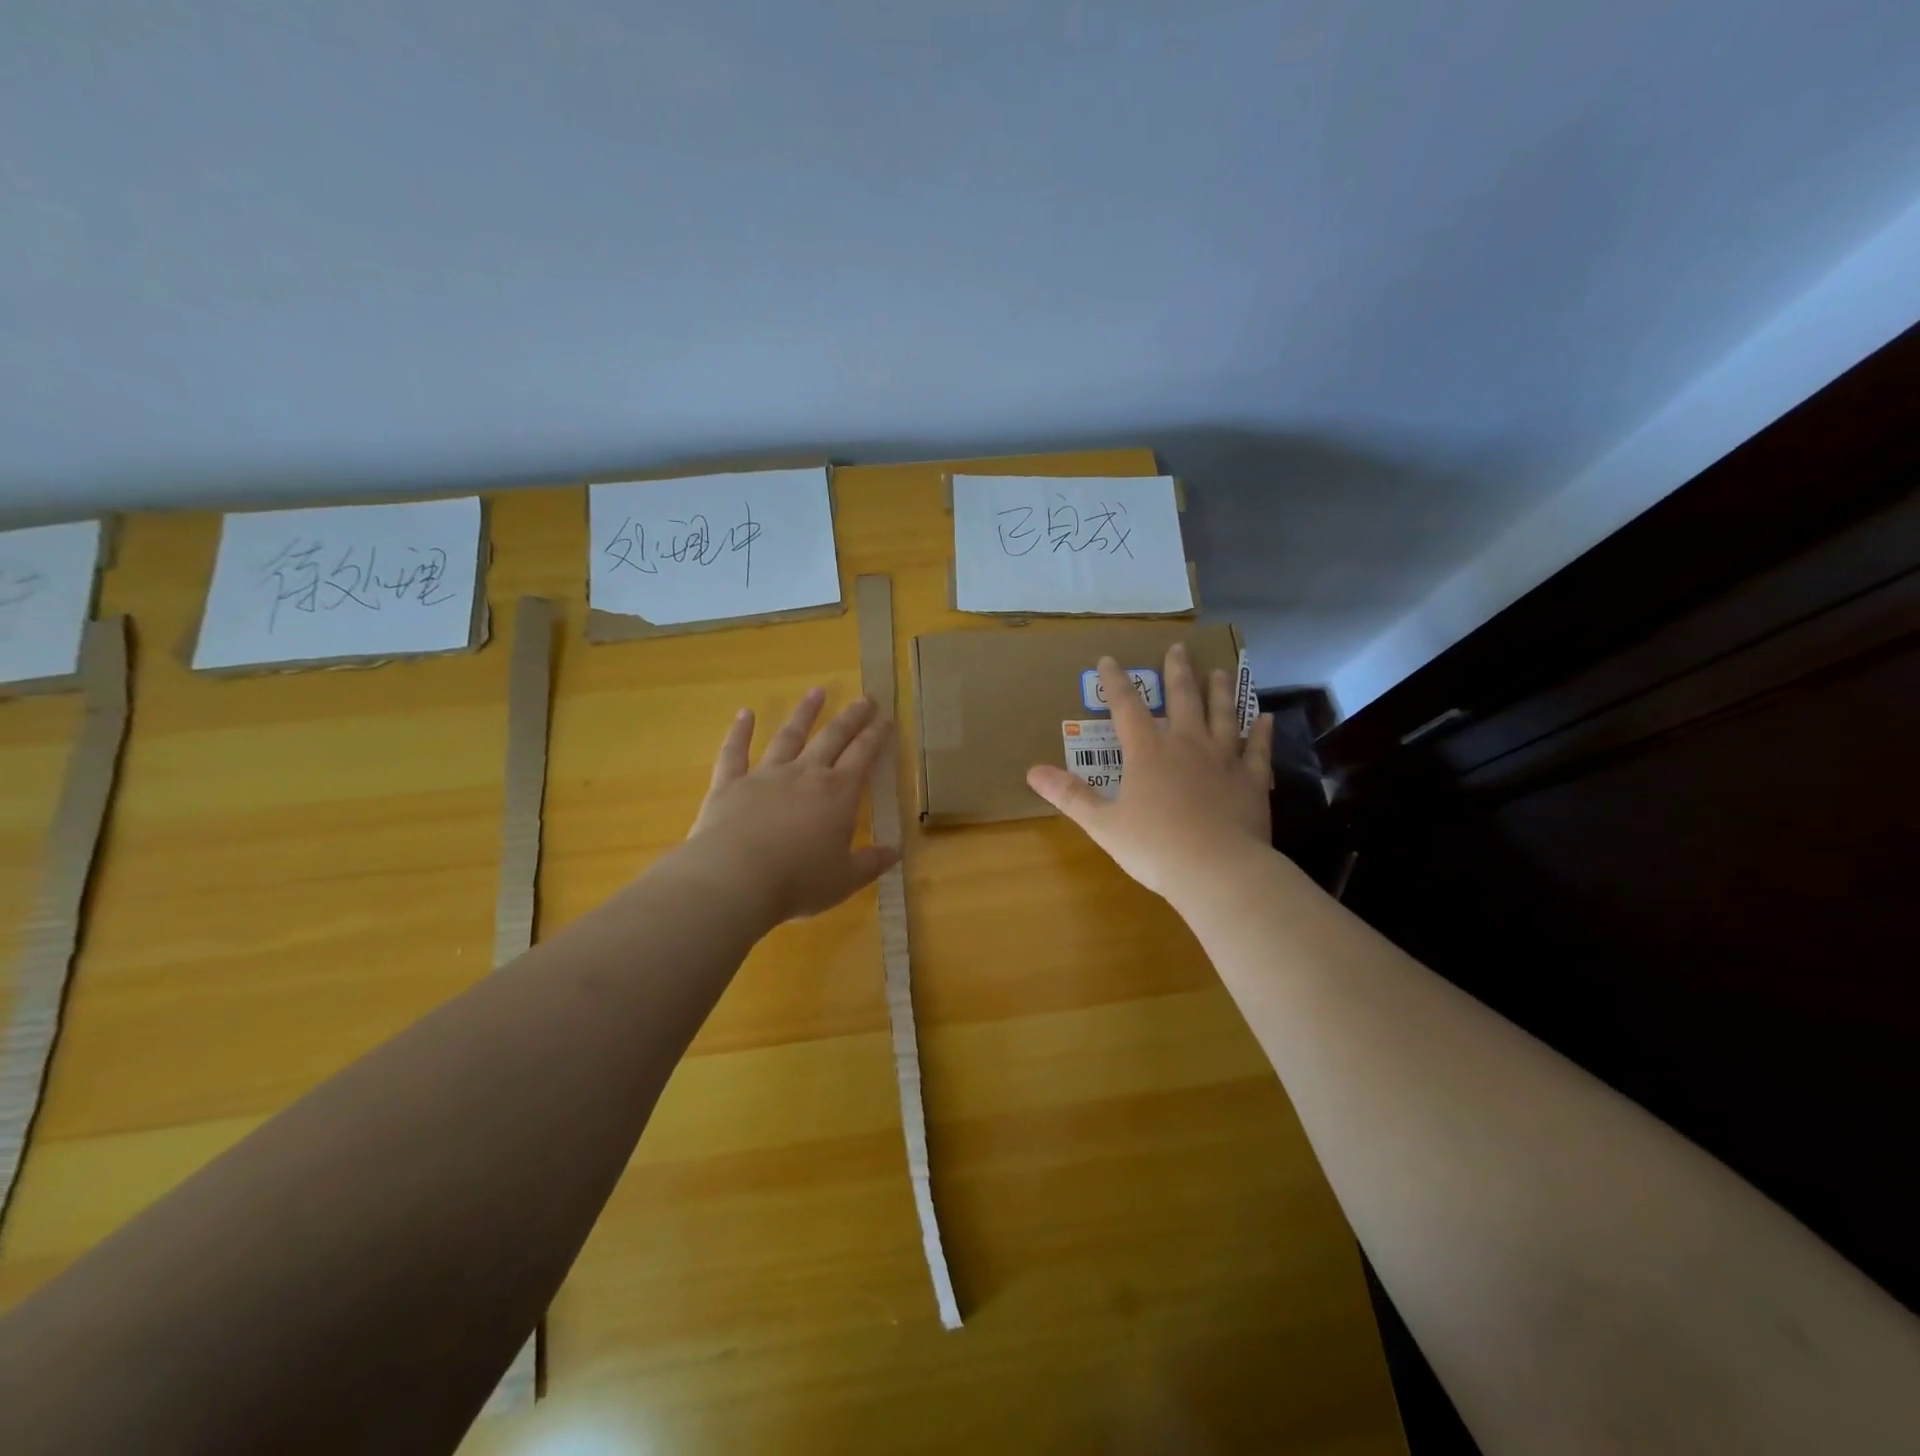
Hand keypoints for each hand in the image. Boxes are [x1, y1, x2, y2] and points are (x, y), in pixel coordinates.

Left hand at [684, 688, 899, 922]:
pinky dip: (739, 732)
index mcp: (838, 793)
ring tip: (816, 692)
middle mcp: (805, 774)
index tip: (885, 719)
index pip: (863, 756)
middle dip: (850, 717)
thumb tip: (897, 852)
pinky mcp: (730, 784)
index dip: (876, 736)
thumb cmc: (798, 881)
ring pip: (788, 736)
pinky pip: (735, 752)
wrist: (736, 878)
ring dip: (804, 713)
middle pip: (832, 737)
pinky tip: (744, 713)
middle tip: (864, 698)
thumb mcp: (845, 879)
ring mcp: (766, 775)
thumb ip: (871, 863)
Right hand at [1027, 644, 1274, 903]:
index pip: (1127, 707)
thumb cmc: (1154, 847)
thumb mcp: (1102, 823)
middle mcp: (1187, 745)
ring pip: (1223, 715)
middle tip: (1179, 648)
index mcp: (1148, 752)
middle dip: (1177, 672)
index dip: (1115, 682)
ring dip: (1220, 691)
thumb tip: (1032, 772)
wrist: (1217, 870)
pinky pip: (1258, 749)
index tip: (1108, 659)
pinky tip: (1265, 717)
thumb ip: (1070, 795)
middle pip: (1182, 698)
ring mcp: (1224, 759)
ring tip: (1220, 671)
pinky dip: (1261, 732)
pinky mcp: (1252, 781)